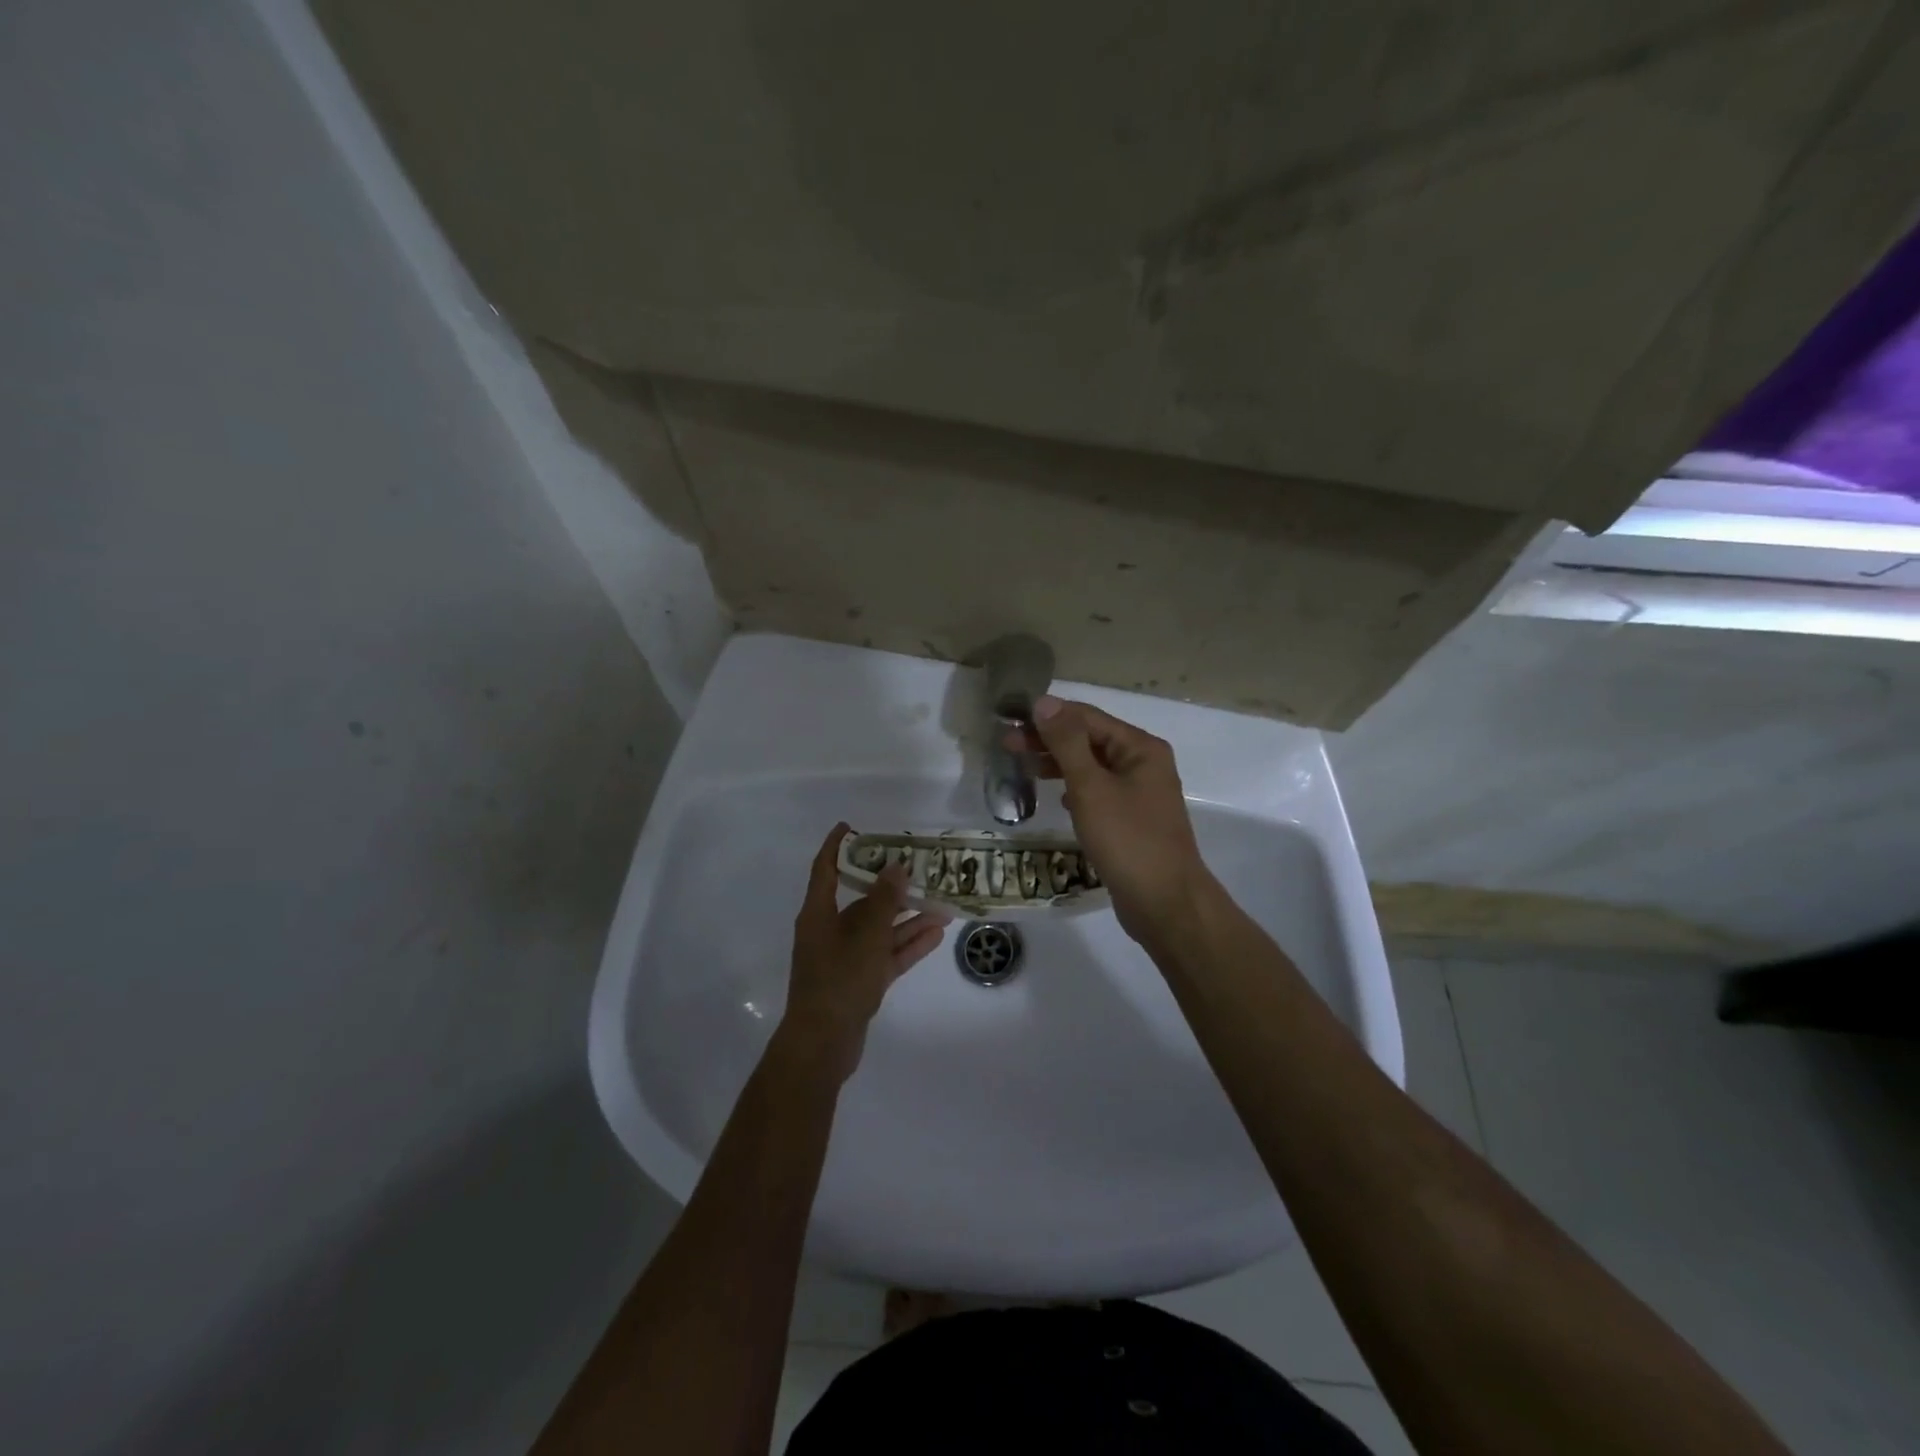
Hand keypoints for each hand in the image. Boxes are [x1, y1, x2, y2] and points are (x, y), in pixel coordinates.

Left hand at [776, 822, 946, 1083]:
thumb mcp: (866, 936)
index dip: (837, 846)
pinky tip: (936, 933)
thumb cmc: (839, 980)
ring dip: (908, 917)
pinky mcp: (860, 981)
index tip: (852, 826)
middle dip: (890, 885)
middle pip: (861, 899)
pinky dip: (908, 944)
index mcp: (818, 914)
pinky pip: (886, 954)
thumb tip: (896, 866)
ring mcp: (845, 958)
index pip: (824, 869)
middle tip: (919, 866)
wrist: (823, 1044)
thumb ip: (885, 901)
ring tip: (941, 903)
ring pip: (880, 929)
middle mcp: (829, 930)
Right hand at [1006, 697, 1213, 947]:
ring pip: (1092, 767)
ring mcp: (1139, 793)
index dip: (1048, 716)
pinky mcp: (1131, 820)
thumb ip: (1066, 743)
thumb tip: (1044, 702)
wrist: (1165, 903)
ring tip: (1022, 767)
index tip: (1009, 720)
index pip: (1087, 717)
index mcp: (1140, 747)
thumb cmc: (1128, 839)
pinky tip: (1057, 797)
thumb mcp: (1091, 787)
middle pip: (1090, 740)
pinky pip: (1098, 792)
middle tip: (1006, 745)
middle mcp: (1143, 763)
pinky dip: (1074, 789)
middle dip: (1049, 740)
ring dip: (1058, 764)